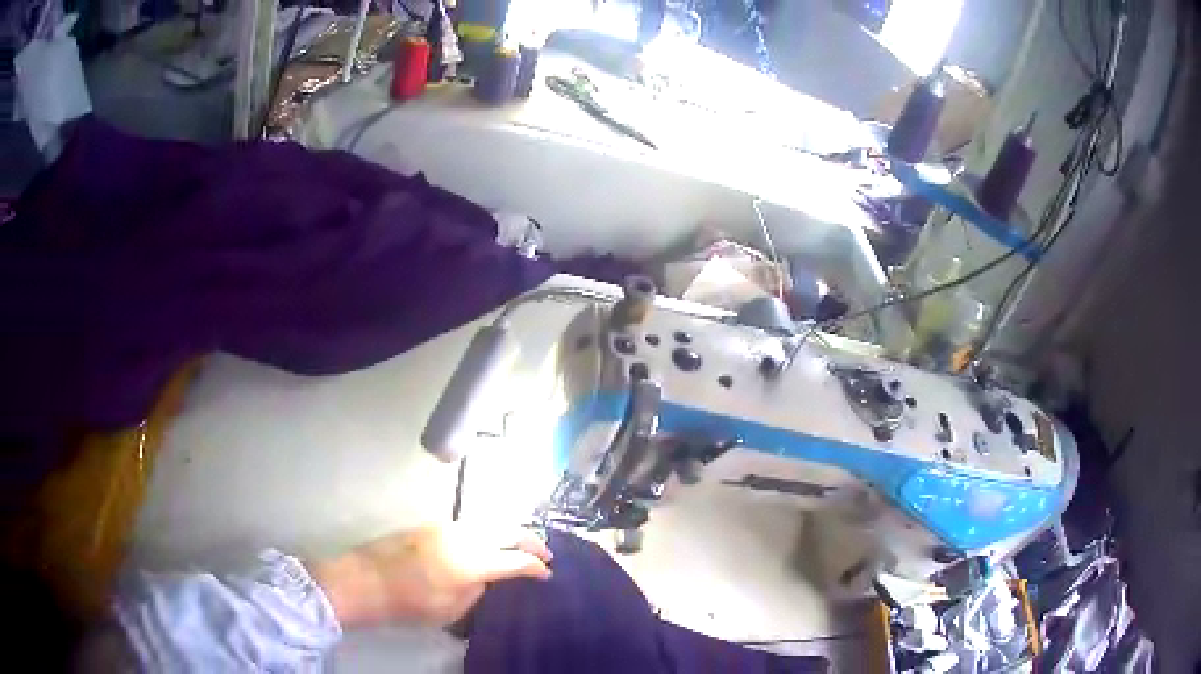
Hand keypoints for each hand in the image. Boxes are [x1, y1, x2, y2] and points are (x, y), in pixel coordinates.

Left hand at [308, 524, 551, 627]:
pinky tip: (487, 542)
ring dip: (509, 532)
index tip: (548, 574)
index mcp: (472, 562)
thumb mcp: (452, 610)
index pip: (515, 560)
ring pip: (489, 522)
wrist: (365, 581)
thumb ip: (477, 591)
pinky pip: (469, 524)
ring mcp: (446, 526)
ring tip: (520, 545)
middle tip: (545, 552)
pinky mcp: (431, 524)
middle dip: (530, 540)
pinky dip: (487, 530)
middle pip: (508, 530)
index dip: (535, 567)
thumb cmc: (410, 604)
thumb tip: (487, 578)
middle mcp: (464, 537)